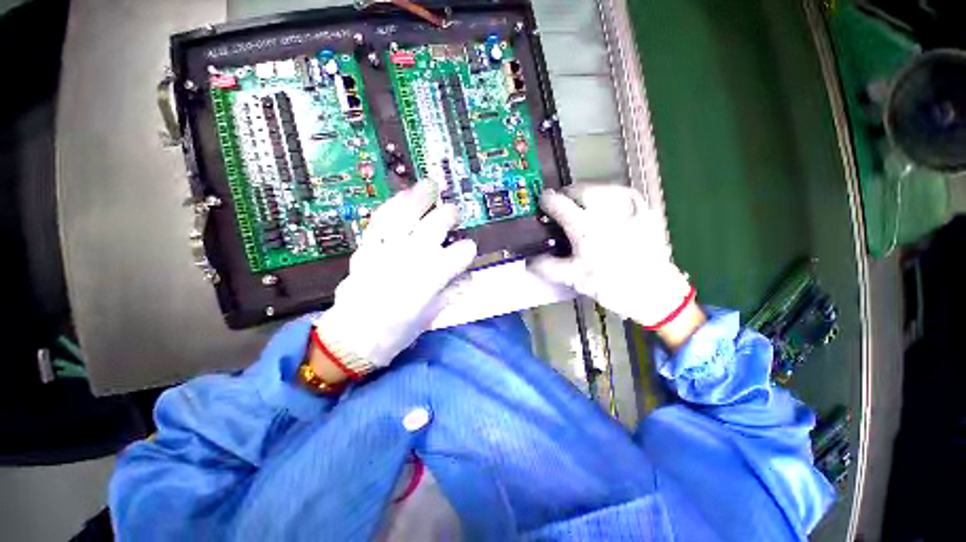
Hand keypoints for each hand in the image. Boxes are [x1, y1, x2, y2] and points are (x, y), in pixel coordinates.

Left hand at [314, 182, 477, 370]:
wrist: (351, 338)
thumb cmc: (395, 333)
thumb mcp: (430, 317)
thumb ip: (451, 293)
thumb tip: (468, 279)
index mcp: (433, 276)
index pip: (462, 252)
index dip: (468, 250)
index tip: (467, 251)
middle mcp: (413, 256)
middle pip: (437, 225)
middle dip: (449, 216)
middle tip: (453, 213)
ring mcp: (388, 248)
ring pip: (408, 214)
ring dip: (421, 198)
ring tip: (430, 185)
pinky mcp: (368, 247)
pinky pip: (381, 219)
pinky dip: (392, 205)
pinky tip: (401, 196)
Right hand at [529, 184, 694, 329]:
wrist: (656, 292)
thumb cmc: (612, 285)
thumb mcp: (575, 278)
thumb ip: (548, 267)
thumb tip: (528, 260)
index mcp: (585, 228)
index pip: (559, 204)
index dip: (547, 200)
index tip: (542, 202)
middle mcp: (606, 212)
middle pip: (580, 189)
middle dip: (567, 194)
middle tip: (561, 205)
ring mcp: (628, 208)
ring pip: (601, 187)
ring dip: (586, 193)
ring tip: (581, 205)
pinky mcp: (645, 211)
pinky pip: (623, 193)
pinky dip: (610, 194)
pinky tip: (606, 205)